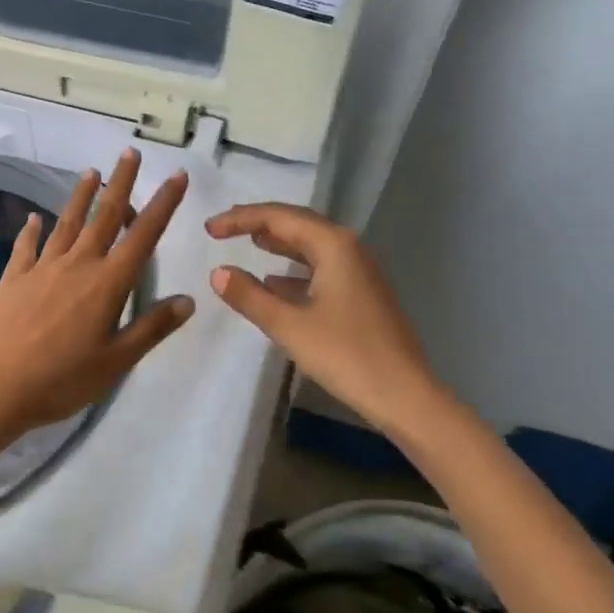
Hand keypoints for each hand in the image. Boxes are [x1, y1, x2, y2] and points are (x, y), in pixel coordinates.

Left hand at [0, 149, 195, 449]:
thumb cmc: (60, 381)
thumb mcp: (116, 362)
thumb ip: (151, 328)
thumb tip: (188, 300)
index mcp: (107, 284)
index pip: (143, 236)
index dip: (163, 204)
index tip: (176, 176)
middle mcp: (76, 265)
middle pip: (103, 217)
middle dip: (120, 184)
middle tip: (129, 154)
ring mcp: (41, 269)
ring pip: (66, 223)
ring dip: (80, 197)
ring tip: (91, 173)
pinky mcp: (13, 279)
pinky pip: (27, 247)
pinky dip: (32, 230)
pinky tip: (33, 219)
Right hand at [205, 204, 440, 432]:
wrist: (404, 395)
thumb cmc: (345, 355)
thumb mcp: (289, 325)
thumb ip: (250, 296)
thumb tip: (218, 272)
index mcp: (333, 245)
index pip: (279, 217)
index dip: (240, 219)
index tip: (209, 229)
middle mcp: (349, 248)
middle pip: (297, 223)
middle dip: (259, 222)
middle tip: (224, 227)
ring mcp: (359, 271)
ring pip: (311, 245)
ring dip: (278, 242)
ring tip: (248, 242)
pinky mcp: (362, 293)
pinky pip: (321, 267)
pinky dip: (294, 268)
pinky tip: (275, 281)